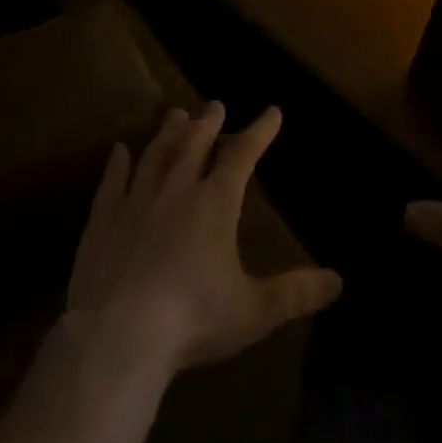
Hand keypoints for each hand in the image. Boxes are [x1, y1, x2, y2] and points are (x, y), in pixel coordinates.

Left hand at [66, 103, 341, 376]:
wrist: (117, 338)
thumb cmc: (193, 320)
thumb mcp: (253, 311)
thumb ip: (295, 293)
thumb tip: (338, 281)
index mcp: (216, 204)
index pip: (243, 155)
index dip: (260, 131)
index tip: (272, 112)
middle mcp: (177, 190)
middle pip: (195, 144)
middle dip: (208, 122)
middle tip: (214, 104)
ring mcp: (137, 202)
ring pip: (156, 154)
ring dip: (168, 132)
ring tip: (174, 114)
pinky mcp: (103, 222)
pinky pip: (112, 182)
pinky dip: (117, 163)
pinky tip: (118, 150)